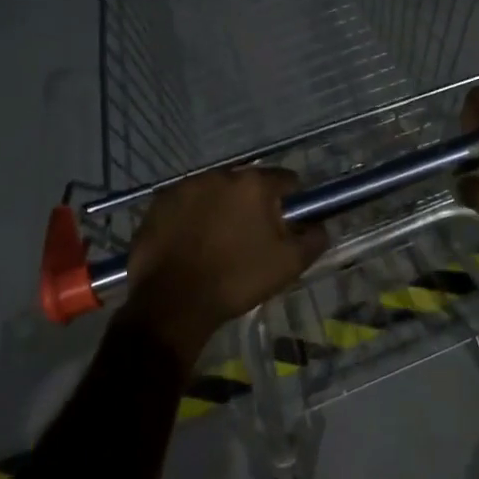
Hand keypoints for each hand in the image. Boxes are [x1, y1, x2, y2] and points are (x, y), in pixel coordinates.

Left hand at [120, 168, 328, 368]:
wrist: (174, 303)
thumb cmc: (237, 279)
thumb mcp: (290, 264)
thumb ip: (313, 238)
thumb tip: (319, 225)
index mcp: (253, 184)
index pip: (285, 179)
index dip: (291, 200)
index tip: (287, 223)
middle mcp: (219, 175)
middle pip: (247, 184)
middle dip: (253, 203)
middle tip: (252, 235)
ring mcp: (185, 187)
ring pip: (215, 191)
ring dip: (222, 207)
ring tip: (219, 240)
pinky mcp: (159, 203)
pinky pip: (187, 203)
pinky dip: (193, 215)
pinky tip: (192, 242)